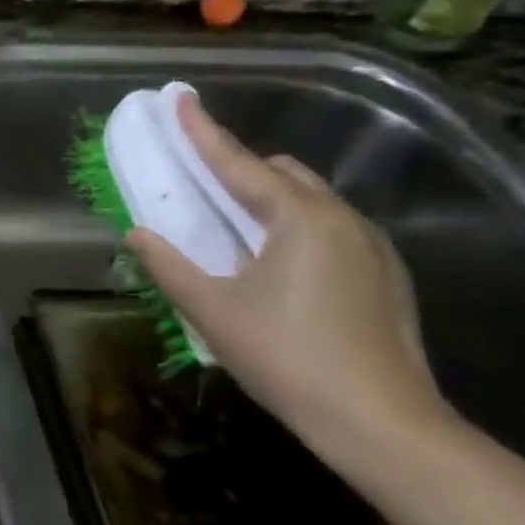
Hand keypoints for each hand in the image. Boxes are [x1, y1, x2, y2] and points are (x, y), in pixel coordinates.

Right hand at [125, 94, 456, 473]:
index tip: (179, 99)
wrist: (382, 425)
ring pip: (310, 201)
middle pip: (282, 174)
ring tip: (232, 227)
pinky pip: (329, 230)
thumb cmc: (286, 357)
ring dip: (267, 200)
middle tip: (199, 180)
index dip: (203, 132)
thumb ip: (169, 264)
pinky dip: (293, 228)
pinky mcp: (385, 278)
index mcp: (300, 219)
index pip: (239, 163)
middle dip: (239, 167)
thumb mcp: (212, 309)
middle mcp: (342, 220)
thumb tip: (138, 233)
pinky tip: (274, 266)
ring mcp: (372, 248)